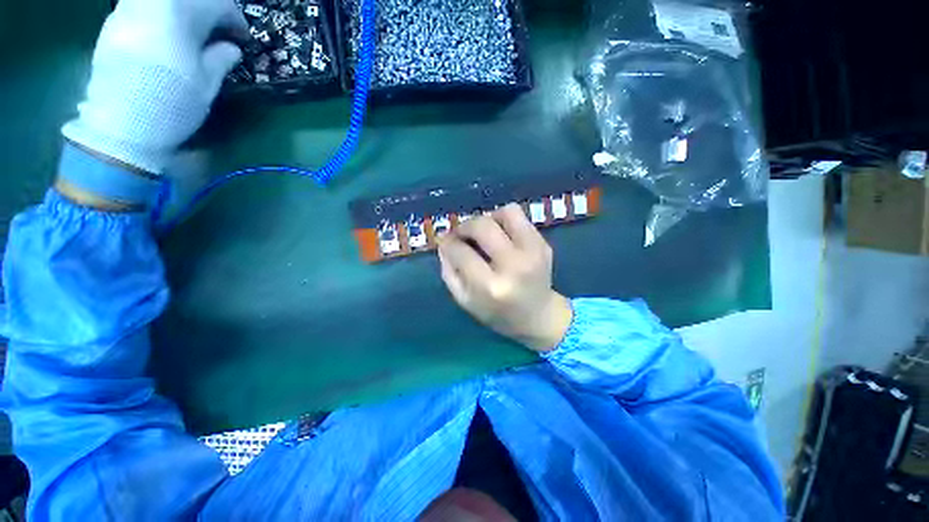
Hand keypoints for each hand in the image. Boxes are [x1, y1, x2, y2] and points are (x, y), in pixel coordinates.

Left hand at [62, 0, 247, 174]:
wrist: (119, 127)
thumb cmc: (170, 105)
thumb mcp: (206, 85)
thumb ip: (220, 59)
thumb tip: (231, 47)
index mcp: (179, 14)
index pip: (216, 2)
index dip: (234, 18)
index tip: (242, 38)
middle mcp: (151, 3)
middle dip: (207, 11)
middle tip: (219, 32)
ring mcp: (127, 10)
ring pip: (164, 0)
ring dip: (183, 12)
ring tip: (193, 33)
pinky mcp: (112, 24)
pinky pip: (143, 7)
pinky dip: (161, 16)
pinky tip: (166, 36)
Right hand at [437, 204, 572, 351]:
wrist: (539, 316)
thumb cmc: (498, 313)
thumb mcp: (465, 301)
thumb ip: (450, 272)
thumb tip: (443, 243)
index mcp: (492, 286)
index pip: (461, 252)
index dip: (447, 243)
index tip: (444, 242)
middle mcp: (514, 265)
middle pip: (482, 226)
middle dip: (464, 226)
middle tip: (460, 235)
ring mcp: (533, 251)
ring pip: (506, 212)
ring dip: (488, 219)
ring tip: (484, 234)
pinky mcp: (543, 244)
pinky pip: (519, 217)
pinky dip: (504, 221)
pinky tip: (501, 237)